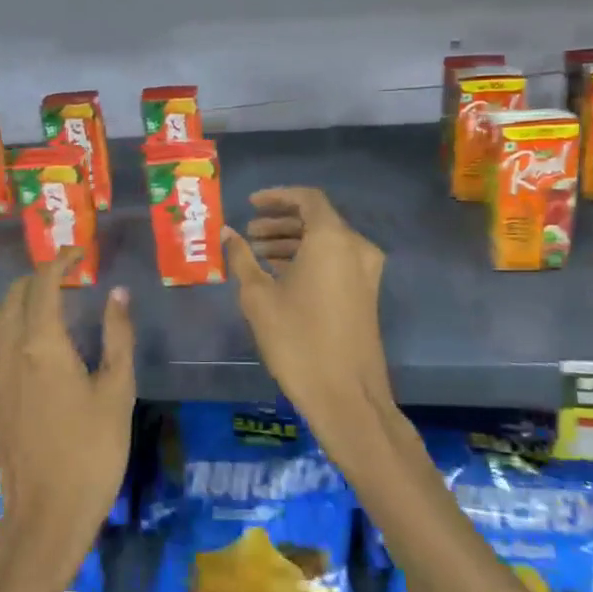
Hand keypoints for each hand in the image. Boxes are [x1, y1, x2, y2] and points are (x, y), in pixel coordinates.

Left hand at [0, 248, 134, 591]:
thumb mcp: (117, 391)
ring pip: (0, 322)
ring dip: (23, 301)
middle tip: (67, 275)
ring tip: (54, 303)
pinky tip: (40, 347)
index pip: (43, 284)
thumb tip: (117, 294)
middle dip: (37, 277)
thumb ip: (117, 337)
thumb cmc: (93, 451)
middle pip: (13, 297)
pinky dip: (16, 328)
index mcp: (42, 344)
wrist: (46, 515)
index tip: (79, 252)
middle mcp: (11, 353)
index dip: (60, 261)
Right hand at [223, 187, 394, 446]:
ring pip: (326, 242)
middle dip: (281, 222)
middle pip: (317, 219)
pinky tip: (279, 275)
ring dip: (293, 242)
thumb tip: (226, 234)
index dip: (277, 197)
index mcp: (332, 239)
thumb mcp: (258, 297)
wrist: (346, 395)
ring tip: (257, 254)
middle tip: (249, 233)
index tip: (250, 205)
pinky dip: (308, 259)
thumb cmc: (297, 340)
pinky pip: (335, 261)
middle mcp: (356, 247)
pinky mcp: (366, 294)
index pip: (307, 199)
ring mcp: (365, 272)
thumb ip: (241, 258)